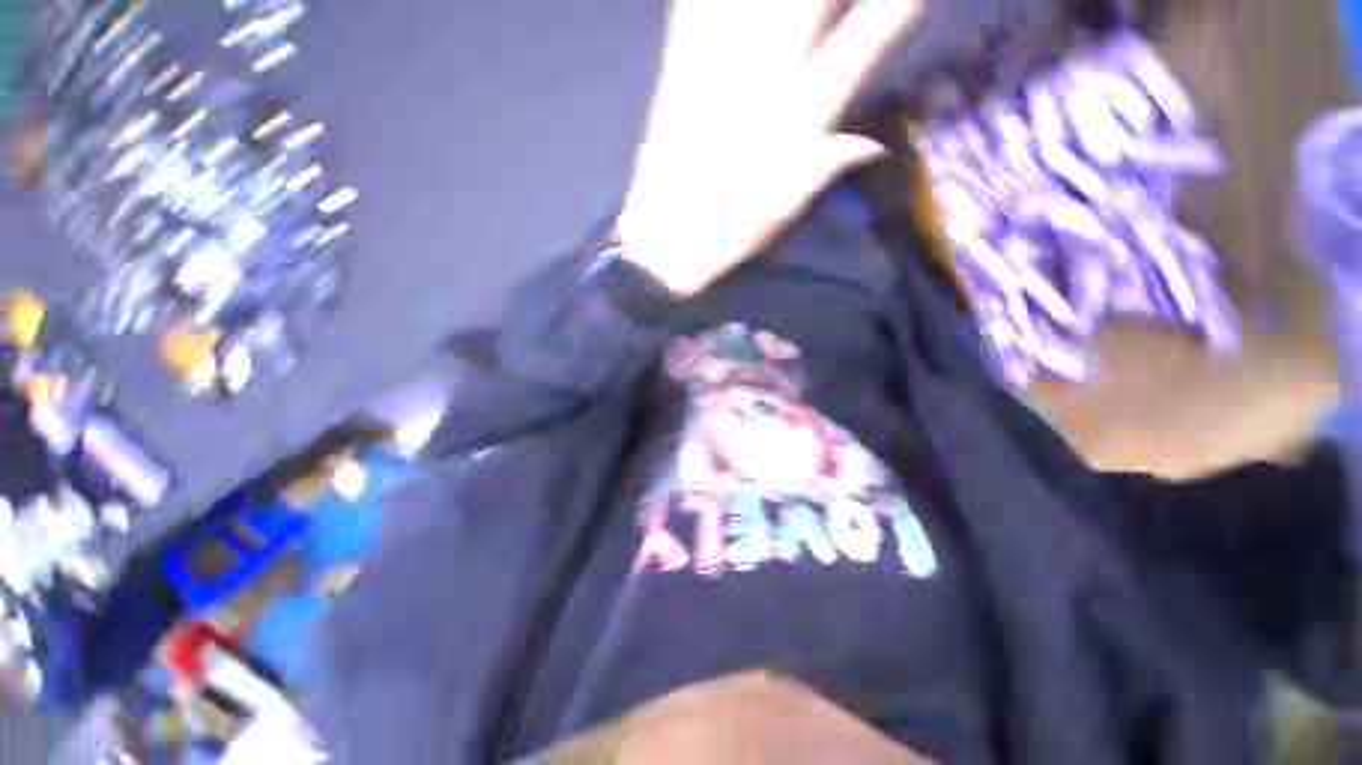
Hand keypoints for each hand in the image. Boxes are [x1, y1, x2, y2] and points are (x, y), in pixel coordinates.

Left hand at [617, 0, 920, 297]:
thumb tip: (871, 142)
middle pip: (803, 5)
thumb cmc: (727, 232)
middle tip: (822, 5)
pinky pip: (692, 11)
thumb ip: (826, 166)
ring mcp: (714, 72)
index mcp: (794, 122)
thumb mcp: (784, 209)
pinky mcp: (676, 75)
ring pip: (749, 4)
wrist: (663, 242)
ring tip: (784, 5)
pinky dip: (697, 1)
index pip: (855, 51)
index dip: (887, 14)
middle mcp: (761, 83)